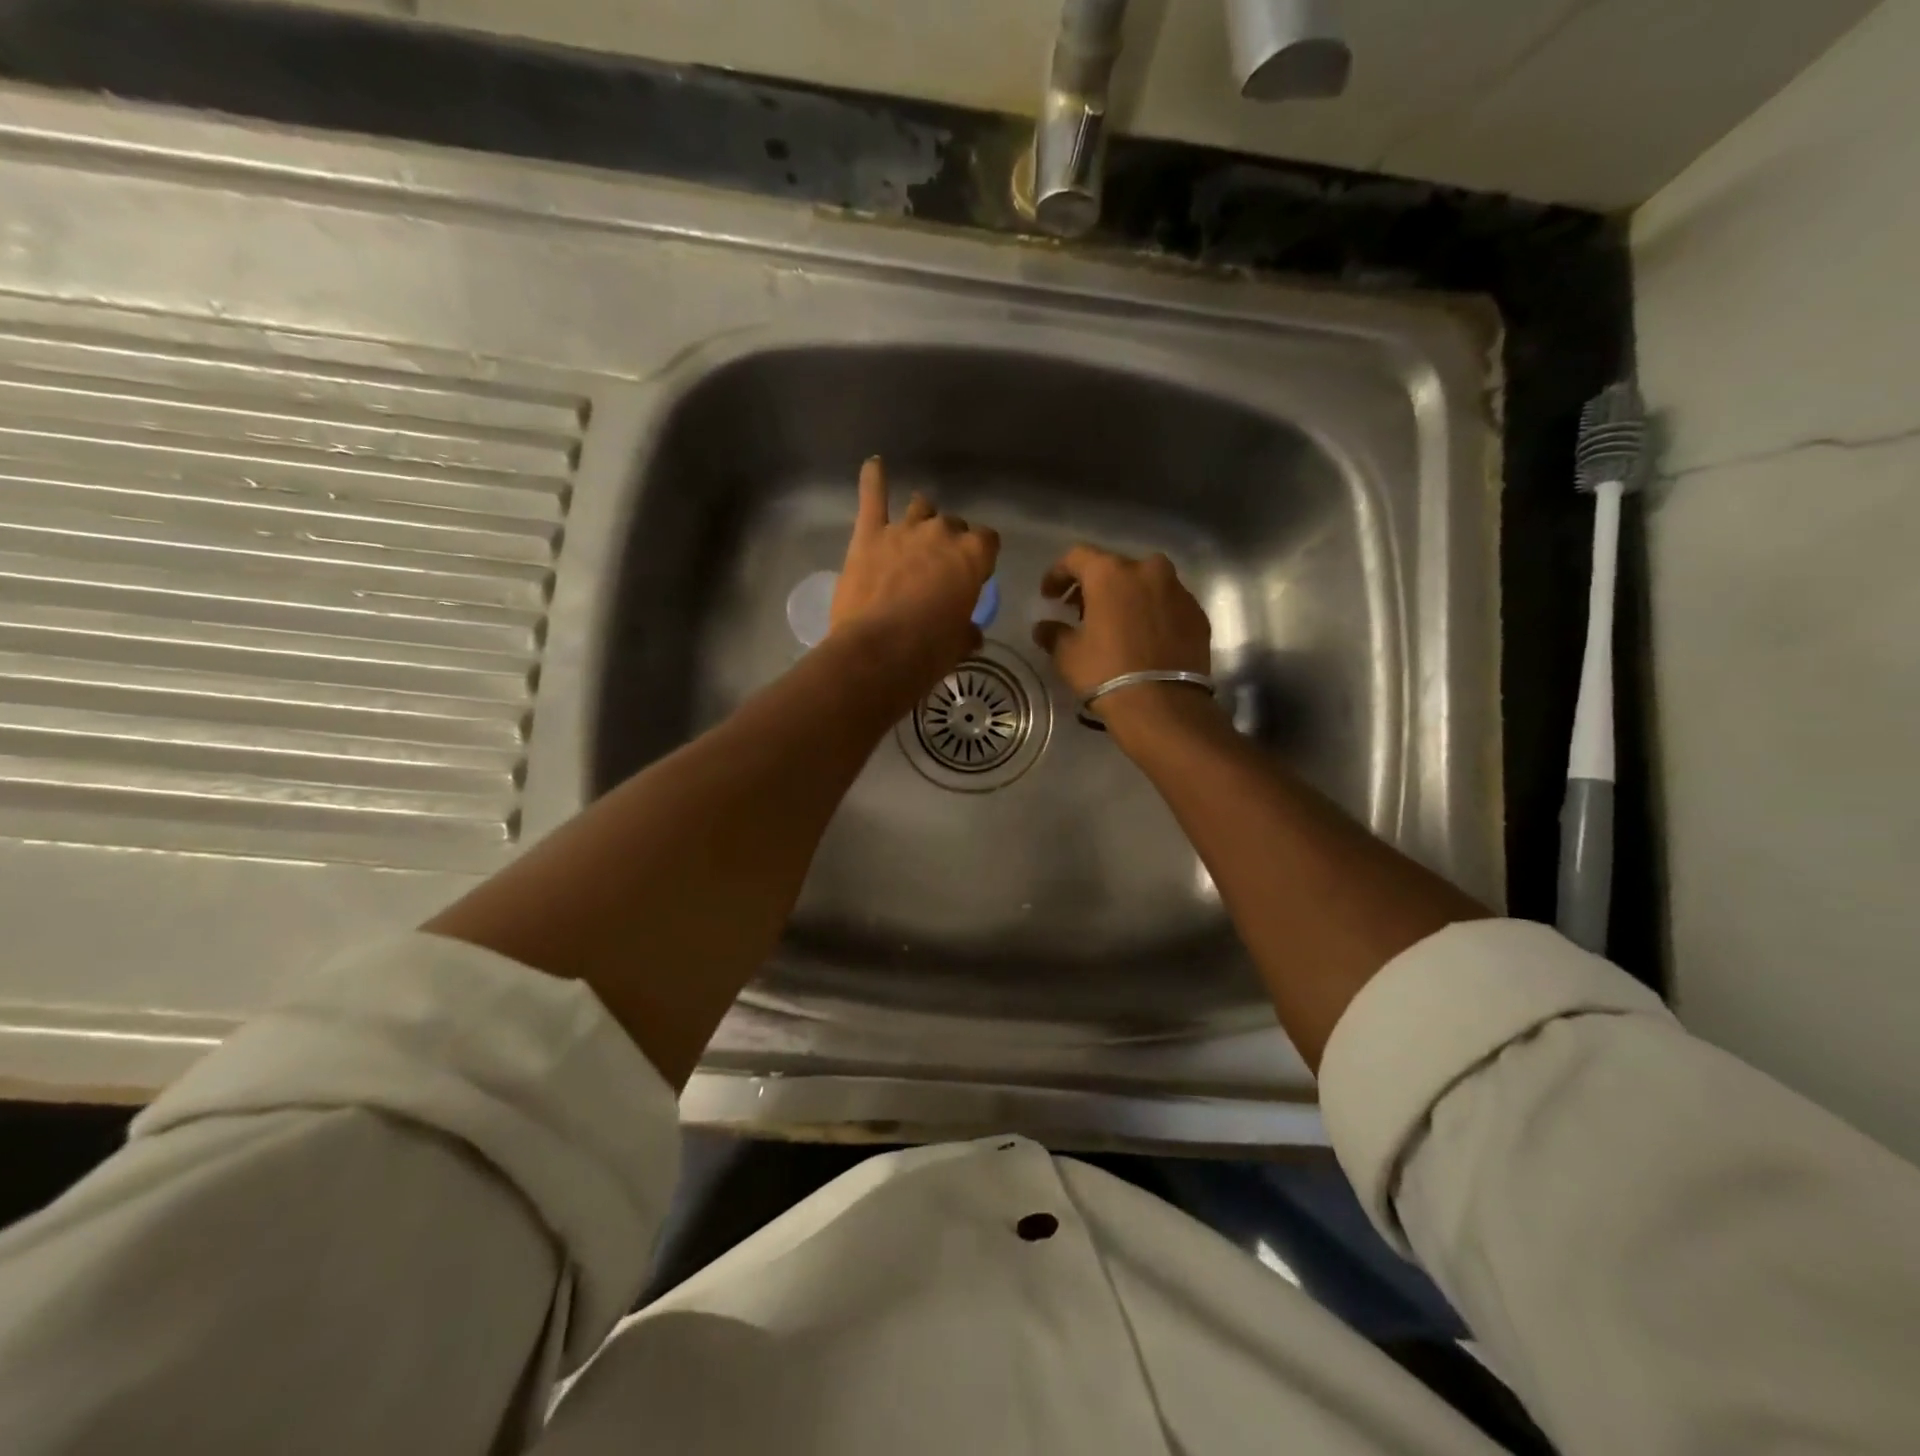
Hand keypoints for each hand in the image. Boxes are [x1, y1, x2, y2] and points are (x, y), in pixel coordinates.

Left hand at [831, 457, 999, 687]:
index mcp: (973, 556)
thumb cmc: (928, 651)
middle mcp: (941, 533)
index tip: (973, 575)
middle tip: (938, 568)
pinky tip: (874, 465)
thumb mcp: (959, 645)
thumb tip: (970, 633)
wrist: (879, 652)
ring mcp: (903, 529)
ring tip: (914, 532)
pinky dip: (873, 480)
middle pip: (952, 525)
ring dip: (921, 517)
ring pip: (920, 507)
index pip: (987, 541)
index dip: (980, 556)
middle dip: (949, 541)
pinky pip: (872, 497)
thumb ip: (966, 630)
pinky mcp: (868, 535)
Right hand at [1032, 545, 1214, 728]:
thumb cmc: (1106, 673)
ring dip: (1128, 596)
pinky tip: (1143, 637)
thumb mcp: (1068, 655)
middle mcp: (1148, 571)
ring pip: (1146, 583)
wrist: (1163, 705)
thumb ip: (1053, 633)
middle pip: (1115, 567)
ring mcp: (1178, 591)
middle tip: (1081, 610)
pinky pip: (1168, 604)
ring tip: (1115, 622)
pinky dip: (1152, 613)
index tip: (1049, 595)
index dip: (1058, 573)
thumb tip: (1043, 628)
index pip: (1077, 557)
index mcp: (1111, 574)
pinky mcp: (1197, 614)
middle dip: (1095, 585)